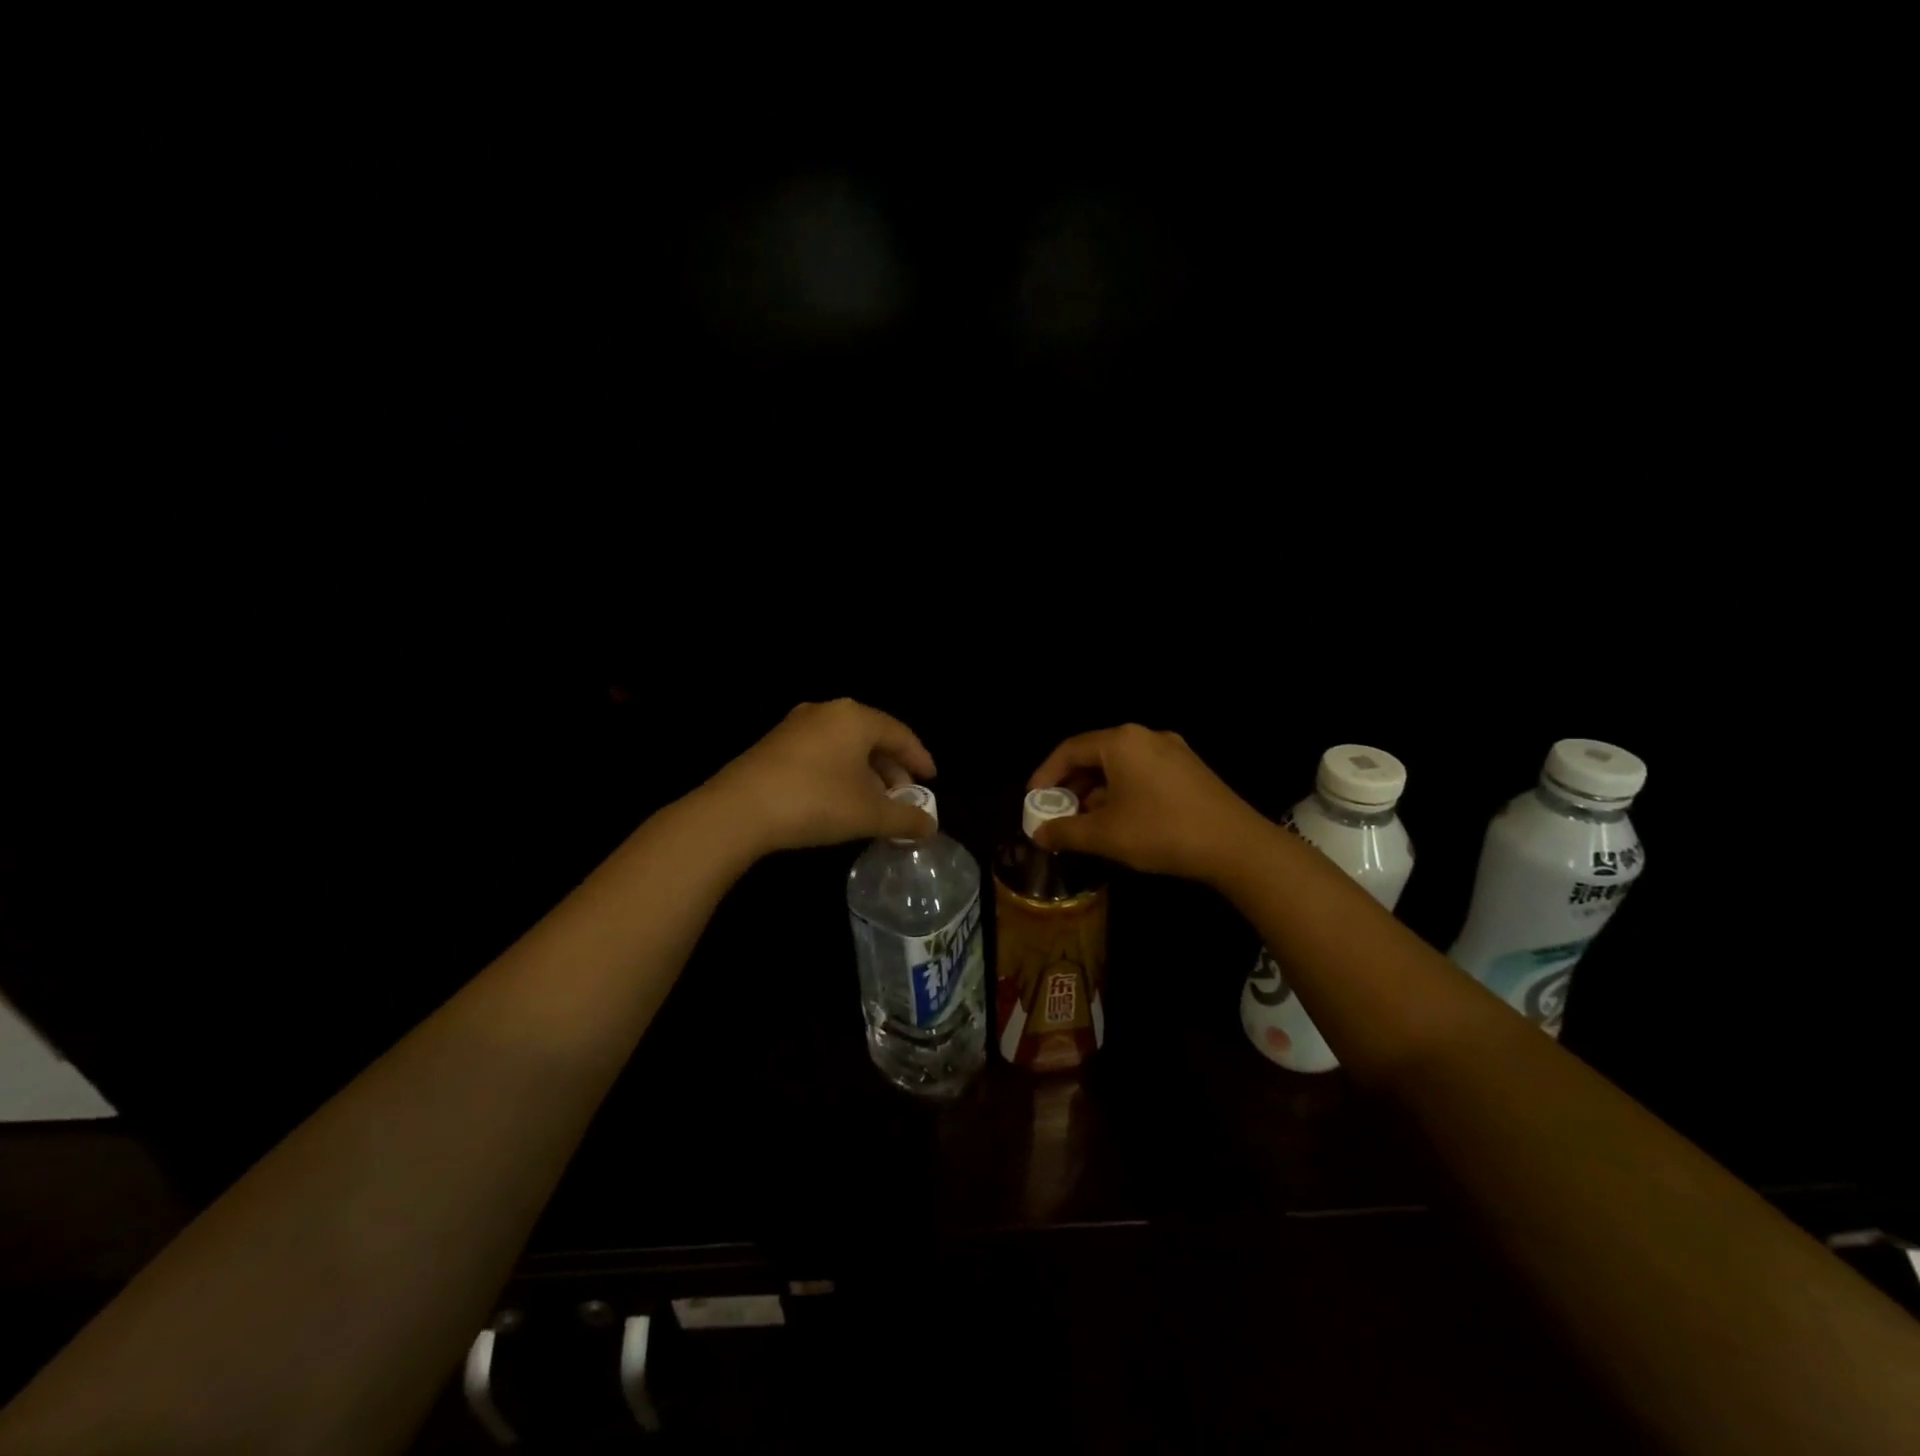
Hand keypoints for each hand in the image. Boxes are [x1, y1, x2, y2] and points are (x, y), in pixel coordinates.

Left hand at [705, 699, 937, 855]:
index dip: (919, 758)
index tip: (930, 781)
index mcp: (855, 717)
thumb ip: (905, 818)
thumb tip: (930, 826)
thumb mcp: (869, 814)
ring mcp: (796, 726)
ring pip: (844, 746)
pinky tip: (839, 799)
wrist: (738, 810)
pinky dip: (839, 772)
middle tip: (902, 797)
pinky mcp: (774, 744)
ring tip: (873, 803)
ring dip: (865, 773)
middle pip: (871, 738)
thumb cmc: (815, 802)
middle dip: (891, 769)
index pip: (899, 733)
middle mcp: (827, 711)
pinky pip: (821, 752)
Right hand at [1027, 724, 1263, 883]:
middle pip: (1095, 754)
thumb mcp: (1105, 835)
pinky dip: (1123, 790)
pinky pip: (1143, 772)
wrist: (1236, 845)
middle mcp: (1145, 736)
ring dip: (1097, 790)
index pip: (1069, 750)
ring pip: (1121, 765)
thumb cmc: (1161, 831)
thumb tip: (1038, 834)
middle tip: (1057, 811)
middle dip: (1072, 784)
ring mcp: (1173, 750)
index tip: (1033, 800)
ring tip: (1086, 820)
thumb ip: (1065, 832)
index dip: (1046, 775)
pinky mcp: (1190, 769)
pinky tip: (1122, 818)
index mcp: (1121, 742)